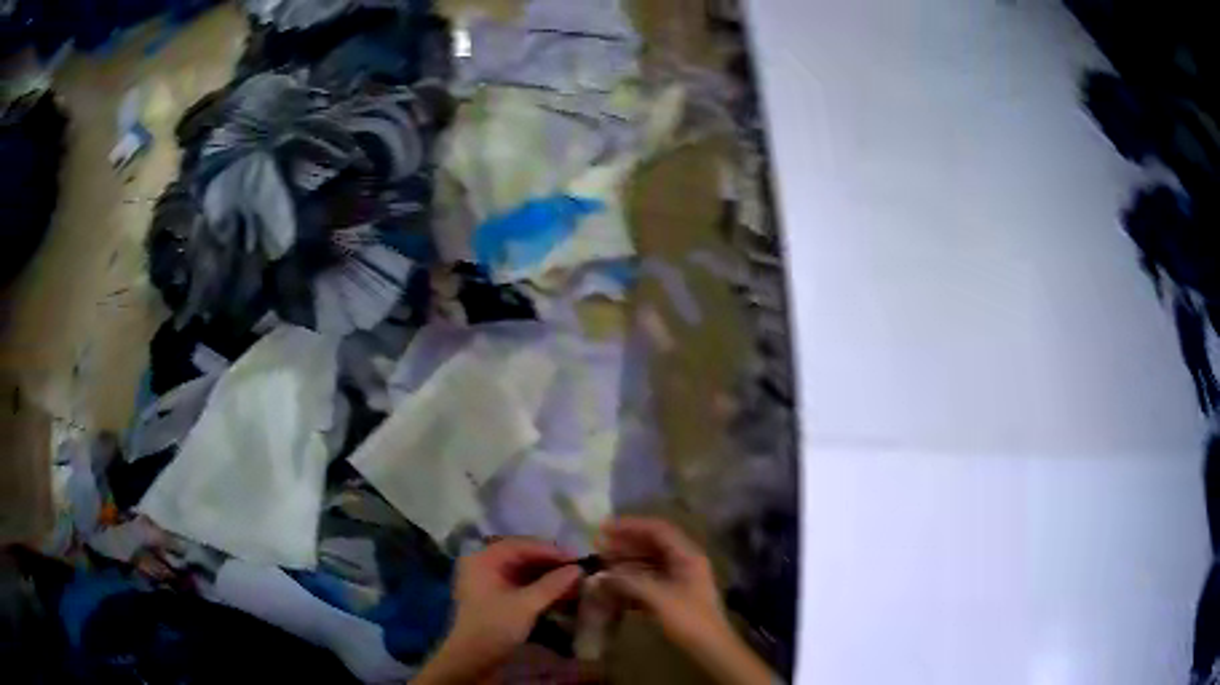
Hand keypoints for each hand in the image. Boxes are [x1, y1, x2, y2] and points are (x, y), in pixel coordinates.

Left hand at [417, 539, 581, 683]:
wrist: (472, 658)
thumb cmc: (495, 626)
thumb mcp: (526, 605)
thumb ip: (552, 584)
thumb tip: (578, 569)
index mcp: (483, 558)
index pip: (521, 545)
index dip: (550, 550)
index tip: (577, 558)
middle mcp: (482, 563)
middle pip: (521, 556)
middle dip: (550, 563)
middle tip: (577, 570)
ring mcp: (487, 580)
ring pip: (522, 570)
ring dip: (547, 576)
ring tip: (572, 582)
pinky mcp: (494, 596)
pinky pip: (519, 583)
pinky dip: (538, 587)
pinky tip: (558, 593)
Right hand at [598, 517, 773, 684]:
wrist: (709, 647)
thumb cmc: (689, 618)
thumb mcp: (659, 598)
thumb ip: (629, 582)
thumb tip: (601, 574)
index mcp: (687, 555)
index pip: (658, 530)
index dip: (631, 526)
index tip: (605, 528)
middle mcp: (685, 561)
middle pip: (653, 544)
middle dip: (626, 543)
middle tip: (599, 545)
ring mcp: (680, 578)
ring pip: (650, 562)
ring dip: (627, 561)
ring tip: (603, 563)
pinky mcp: (673, 594)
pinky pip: (650, 578)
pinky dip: (632, 578)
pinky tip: (614, 584)